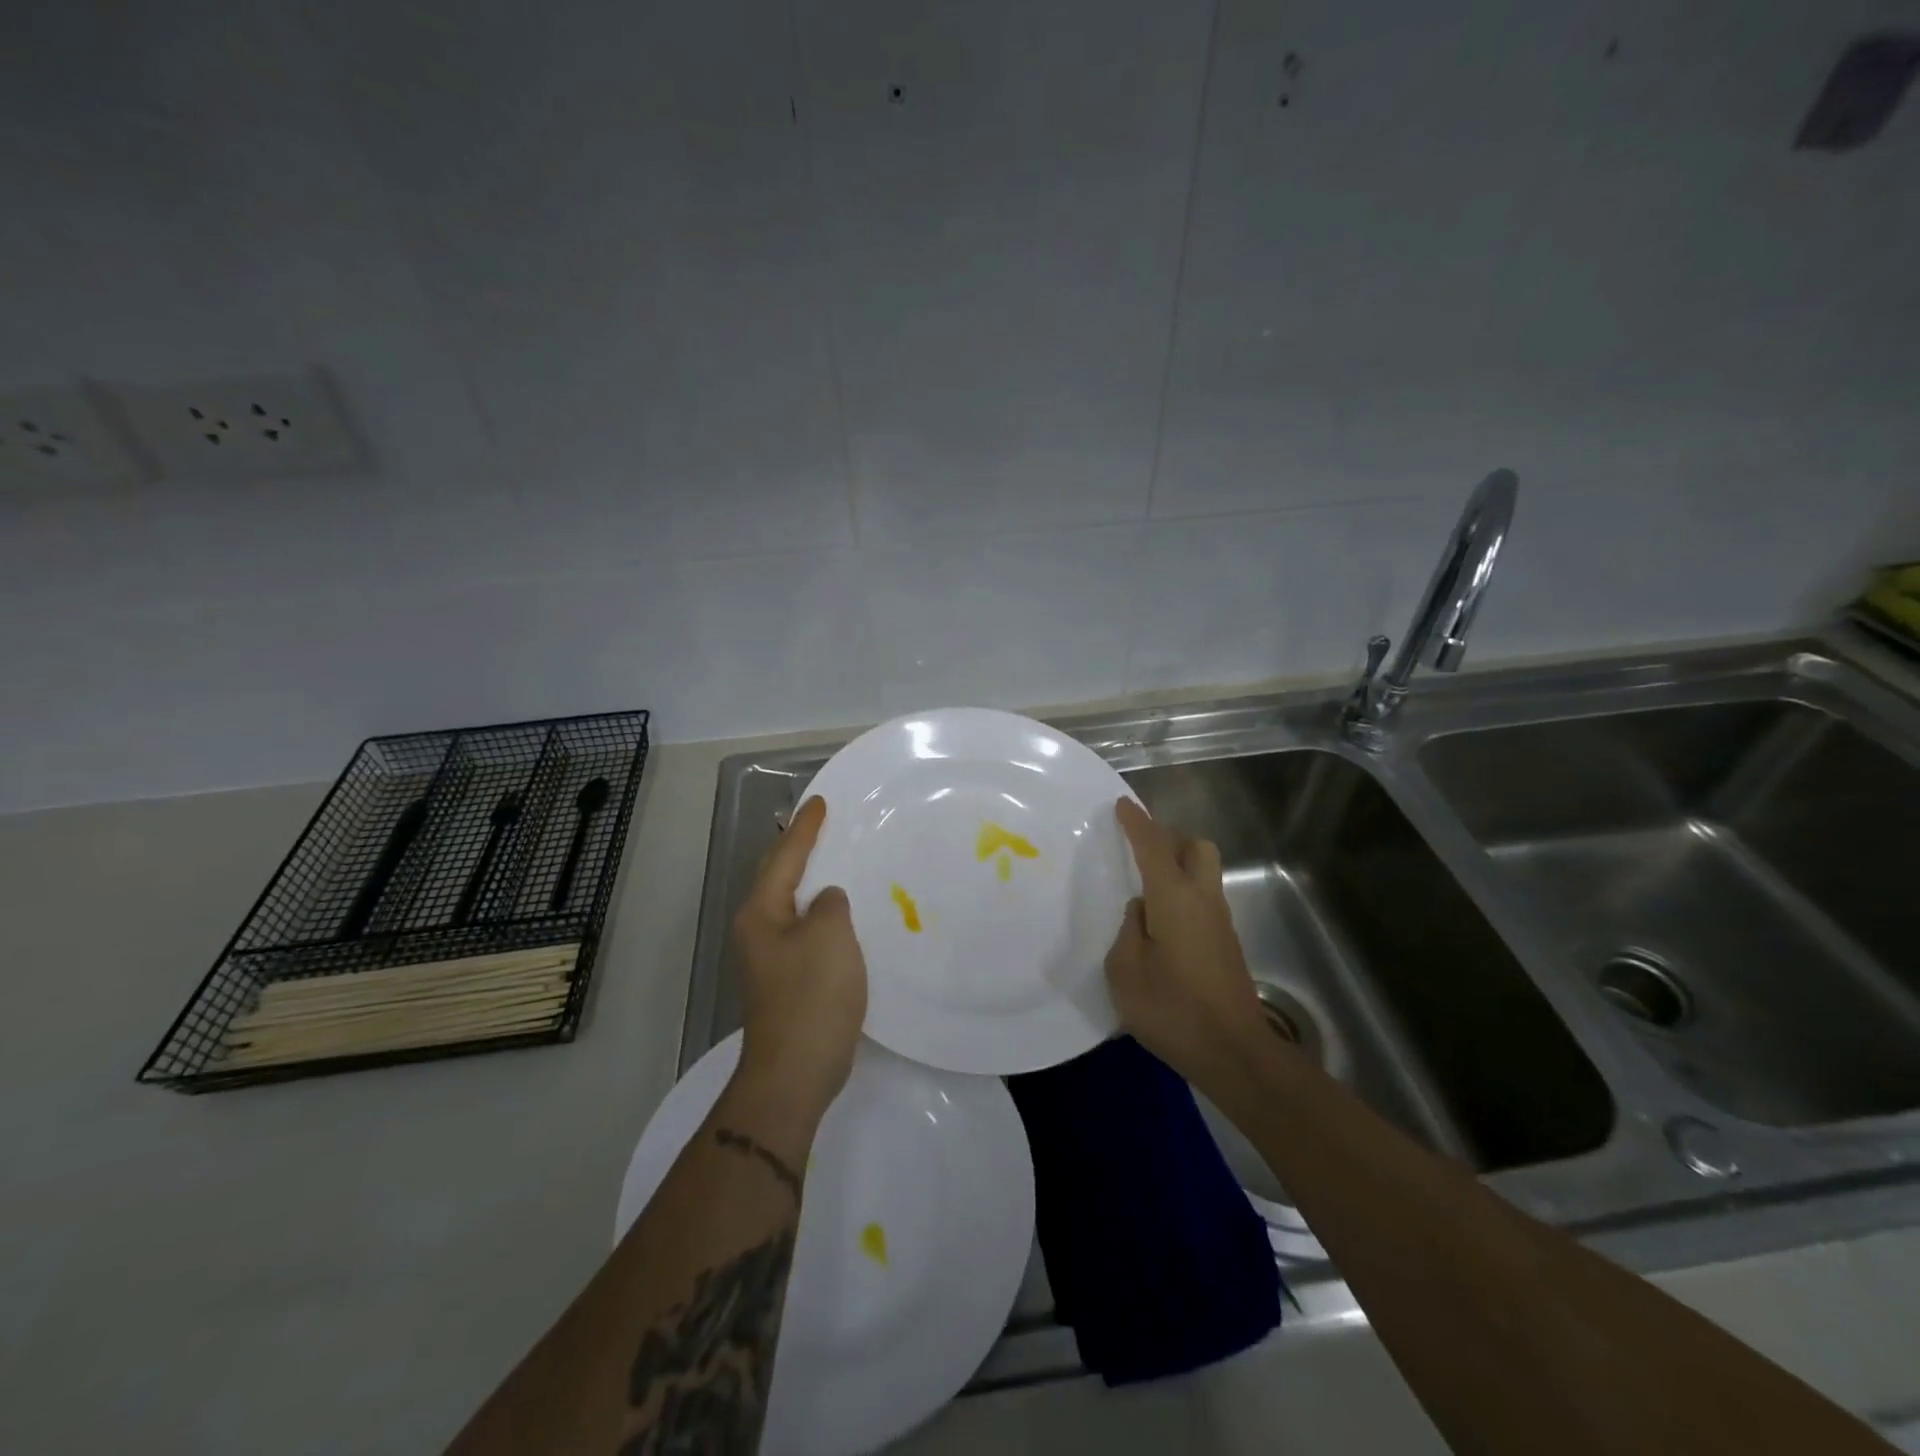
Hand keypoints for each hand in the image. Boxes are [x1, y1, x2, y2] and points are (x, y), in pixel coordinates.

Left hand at [731, 796, 868, 1118]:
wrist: (795, 1072)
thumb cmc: (812, 996)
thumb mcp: (829, 937)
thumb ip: (830, 905)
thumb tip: (827, 901)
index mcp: (762, 912)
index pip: (785, 856)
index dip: (805, 828)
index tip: (820, 801)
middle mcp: (759, 929)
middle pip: (780, 876)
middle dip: (801, 848)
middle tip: (826, 823)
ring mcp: (771, 957)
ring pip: (793, 903)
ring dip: (813, 880)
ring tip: (839, 858)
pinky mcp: (788, 979)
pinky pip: (806, 929)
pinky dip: (823, 912)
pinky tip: (845, 913)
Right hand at [1106, 796, 1265, 1084]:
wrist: (1234, 1053)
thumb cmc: (1172, 1008)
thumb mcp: (1125, 970)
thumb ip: (1127, 930)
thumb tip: (1141, 911)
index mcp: (1174, 897)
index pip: (1153, 845)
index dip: (1137, 822)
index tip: (1122, 804)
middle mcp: (1203, 899)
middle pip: (1196, 848)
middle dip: (1170, 839)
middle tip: (1140, 854)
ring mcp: (1220, 922)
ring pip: (1203, 874)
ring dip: (1178, 868)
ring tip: (1144, 892)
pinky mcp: (1226, 945)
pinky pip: (1203, 901)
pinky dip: (1182, 896)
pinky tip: (1160, 926)